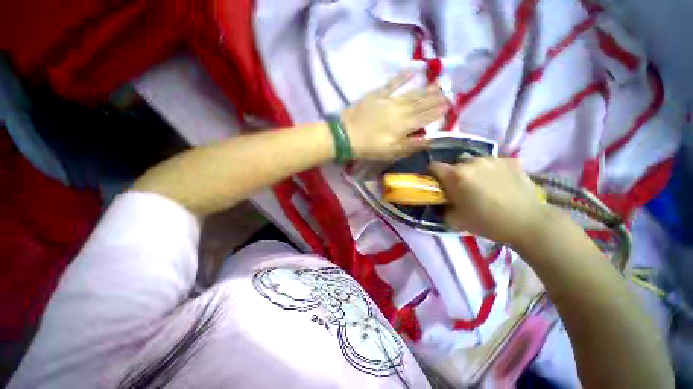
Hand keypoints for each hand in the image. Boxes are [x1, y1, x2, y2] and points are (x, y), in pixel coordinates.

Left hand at [342, 72, 448, 159]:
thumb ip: (411, 145)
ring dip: (426, 88)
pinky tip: (414, 69)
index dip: (438, 111)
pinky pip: (393, 83)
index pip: (425, 116)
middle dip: (436, 98)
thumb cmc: (369, 147)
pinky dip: (403, 76)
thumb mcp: (391, 152)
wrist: (346, 135)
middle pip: (421, 103)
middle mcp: (400, 110)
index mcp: (404, 125)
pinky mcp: (377, 94)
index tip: (450, 105)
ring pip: (412, 93)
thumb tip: (431, 140)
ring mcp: (389, 100)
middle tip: (449, 91)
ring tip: (439, 83)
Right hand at [429, 158, 551, 245]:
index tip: (436, 183)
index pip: (434, 166)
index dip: (432, 174)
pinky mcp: (511, 160)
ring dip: (473, 171)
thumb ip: (442, 207)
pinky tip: (500, 183)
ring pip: (474, 162)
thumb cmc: (487, 222)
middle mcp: (472, 162)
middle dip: (454, 175)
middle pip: (455, 165)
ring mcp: (493, 159)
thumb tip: (440, 201)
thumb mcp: (455, 220)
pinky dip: (491, 170)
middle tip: (462, 189)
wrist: (528, 222)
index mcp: (456, 175)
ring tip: (483, 185)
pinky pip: (493, 163)